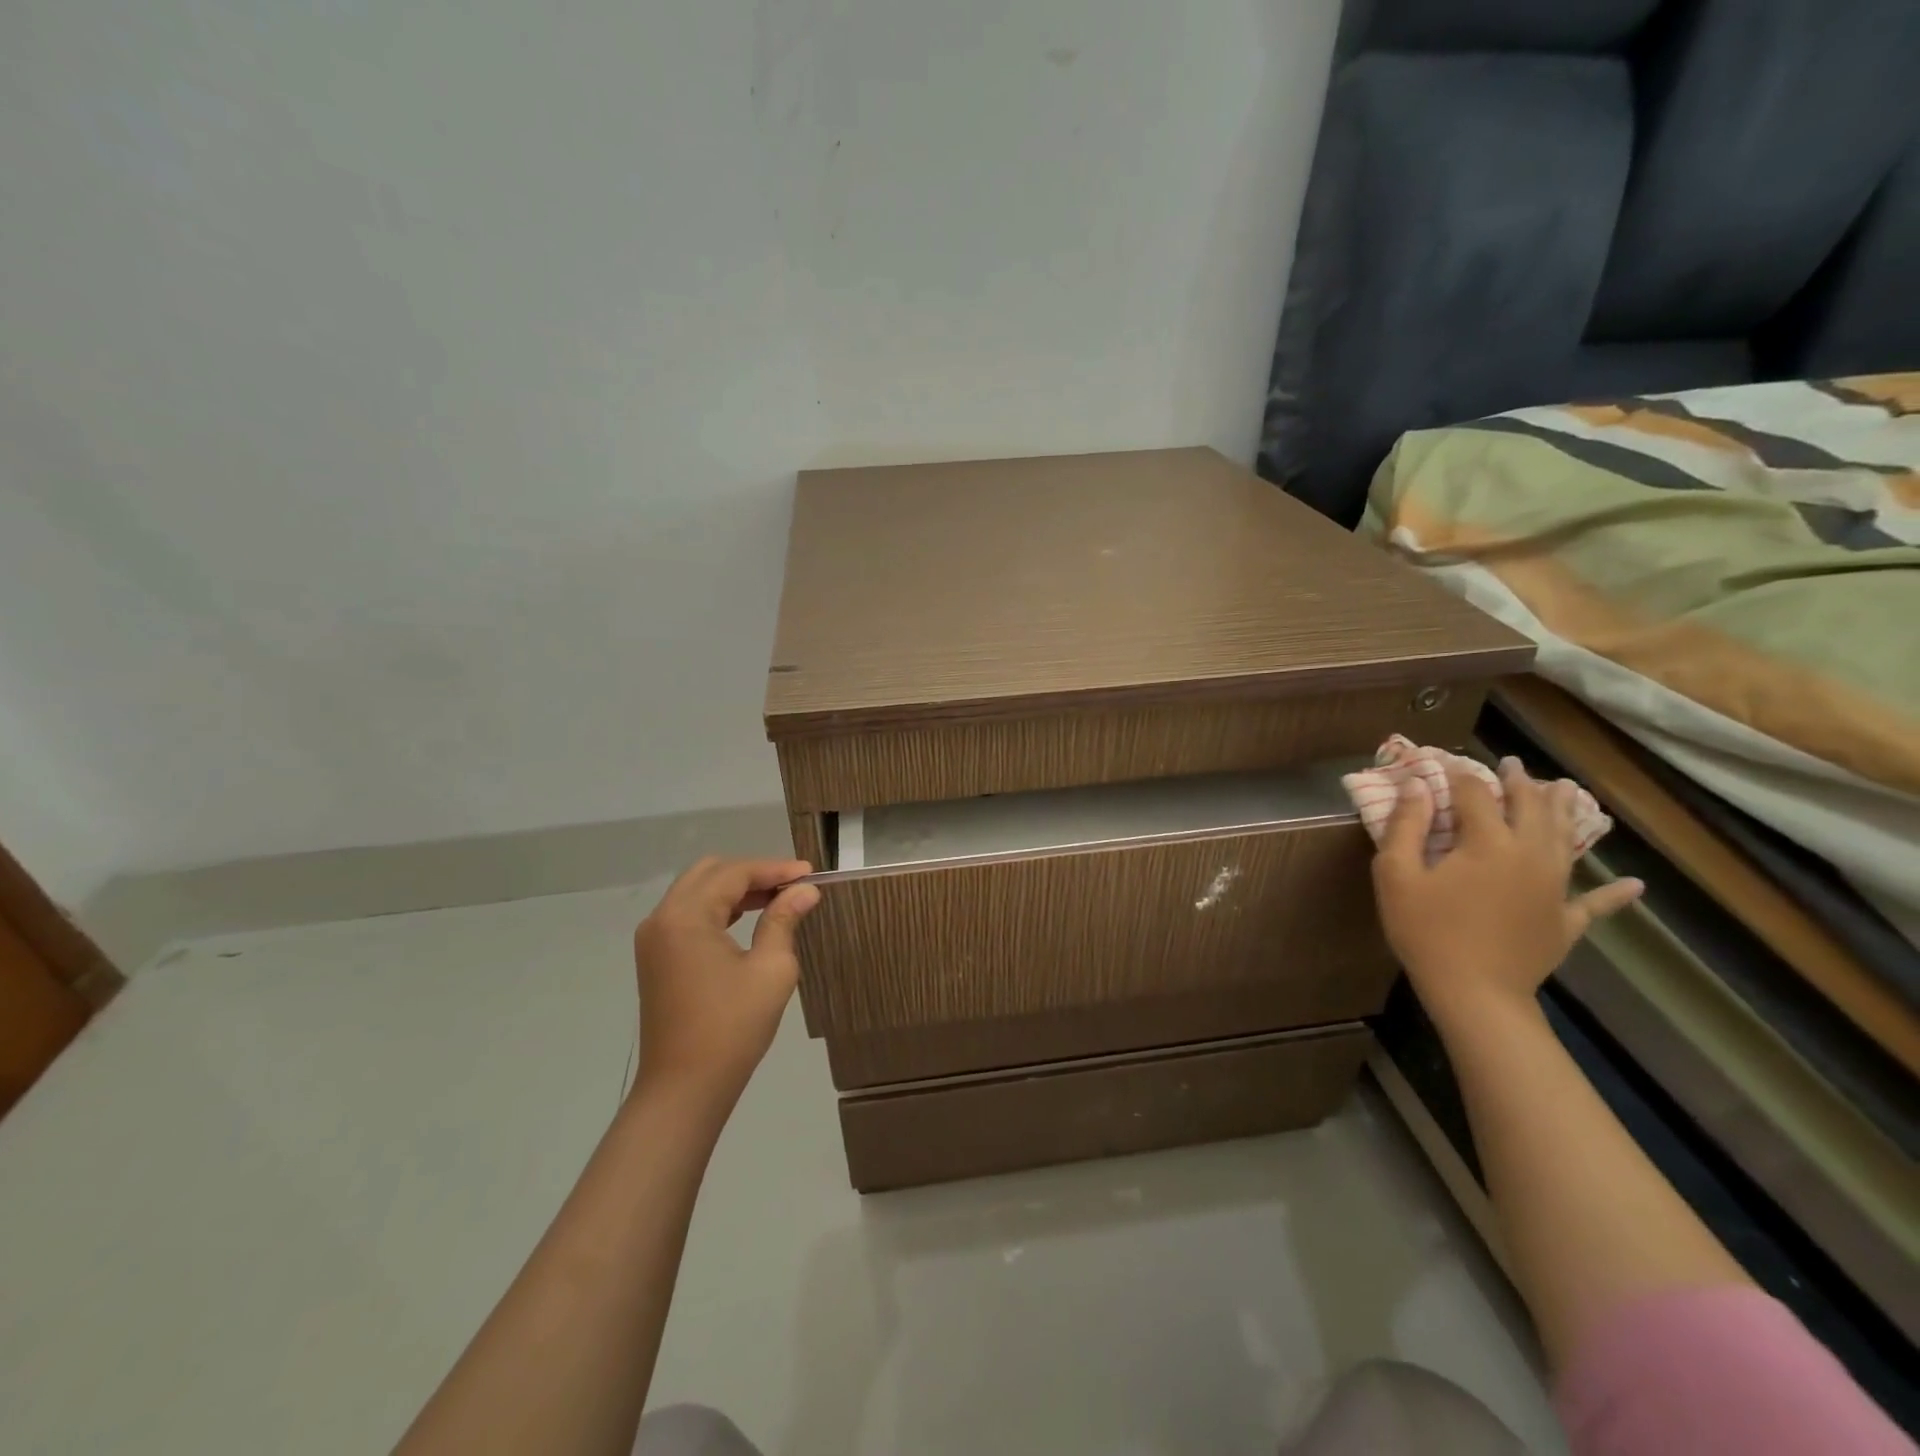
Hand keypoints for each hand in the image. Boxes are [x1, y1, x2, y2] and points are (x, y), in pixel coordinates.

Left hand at [632, 857, 820, 1111]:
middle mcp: (662, 919)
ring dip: (735, 889)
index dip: (775, 869)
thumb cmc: (732, 1028)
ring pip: (697, 891)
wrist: (684, 1089)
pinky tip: (747, 918)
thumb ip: (784, 920)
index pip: (734, 874)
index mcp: (686, 917)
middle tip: (792, 885)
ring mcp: (654, 939)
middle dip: (753, 873)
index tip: (811, 873)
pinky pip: (688, 915)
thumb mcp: (771, 969)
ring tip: (777, 898)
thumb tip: (805, 890)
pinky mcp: (656, 958)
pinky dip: (718, 908)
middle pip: (710, 873)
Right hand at [1370, 759, 1642, 1028]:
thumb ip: (1406, 826)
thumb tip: (1419, 786)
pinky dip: (1615, 893)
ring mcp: (1555, 888)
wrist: (1475, 993)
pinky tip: (1634, 885)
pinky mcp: (1566, 921)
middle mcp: (1529, 855)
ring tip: (1565, 789)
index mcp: (1487, 842)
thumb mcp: (1396, 875)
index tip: (1446, 763)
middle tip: (1513, 764)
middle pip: (1530, 808)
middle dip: (1520, 782)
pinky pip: (1596, 903)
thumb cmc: (1426, 930)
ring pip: (1565, 839)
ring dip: (1564, 812)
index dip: (1460, 775)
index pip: (1475, 794)